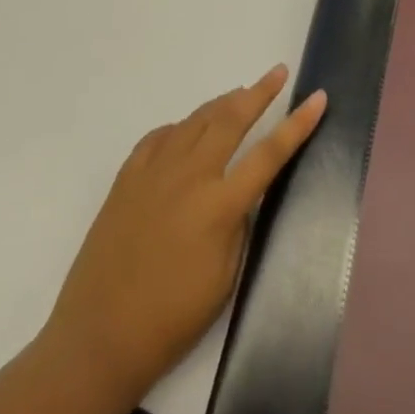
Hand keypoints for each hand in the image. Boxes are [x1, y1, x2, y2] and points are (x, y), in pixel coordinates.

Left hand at [42, 65, 326, 399]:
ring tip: (240, 94)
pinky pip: (159, 138)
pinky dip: (180, 127)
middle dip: (260, 92)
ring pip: (195, 121)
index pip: (270, 153)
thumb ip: (238, 224)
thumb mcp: (226, 276)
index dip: (298, 124)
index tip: (318, 97)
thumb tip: (239, 194)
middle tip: (278, 72)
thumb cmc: (171, 319)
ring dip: (222, 103)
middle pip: (231, 119)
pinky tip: (186, 130)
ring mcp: (154, 174)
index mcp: (219, 206)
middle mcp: (189, 177)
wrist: (96, 341)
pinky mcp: (126, 180)